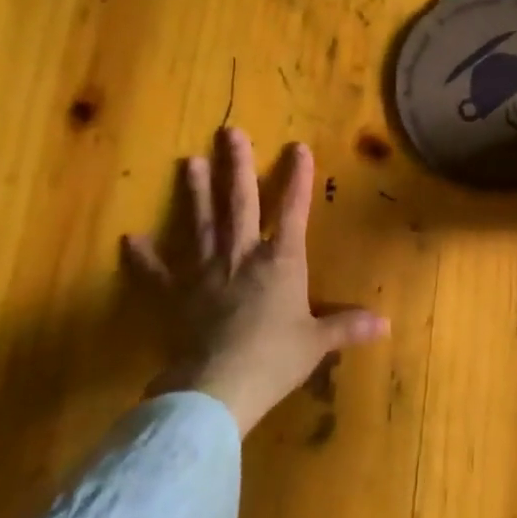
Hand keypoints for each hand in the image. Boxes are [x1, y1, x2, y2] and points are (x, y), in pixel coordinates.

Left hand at [124, 127, 388, 434]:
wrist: (220, 385)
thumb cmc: (275, 359)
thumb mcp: (317, 343)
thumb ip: (347, 327)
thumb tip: (385, 325)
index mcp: (280, 262)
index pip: (292, 211)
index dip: (297, 178)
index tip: (297, 147)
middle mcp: (242, 255)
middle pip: (240, 202)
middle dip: (237, 166)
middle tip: (229, 132)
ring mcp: (205, 271)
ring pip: (201, 223)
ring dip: (196, 192)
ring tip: (189, 162)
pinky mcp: (176, 294)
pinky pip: (157, 273)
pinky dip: (144, 257)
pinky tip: (131, 239)